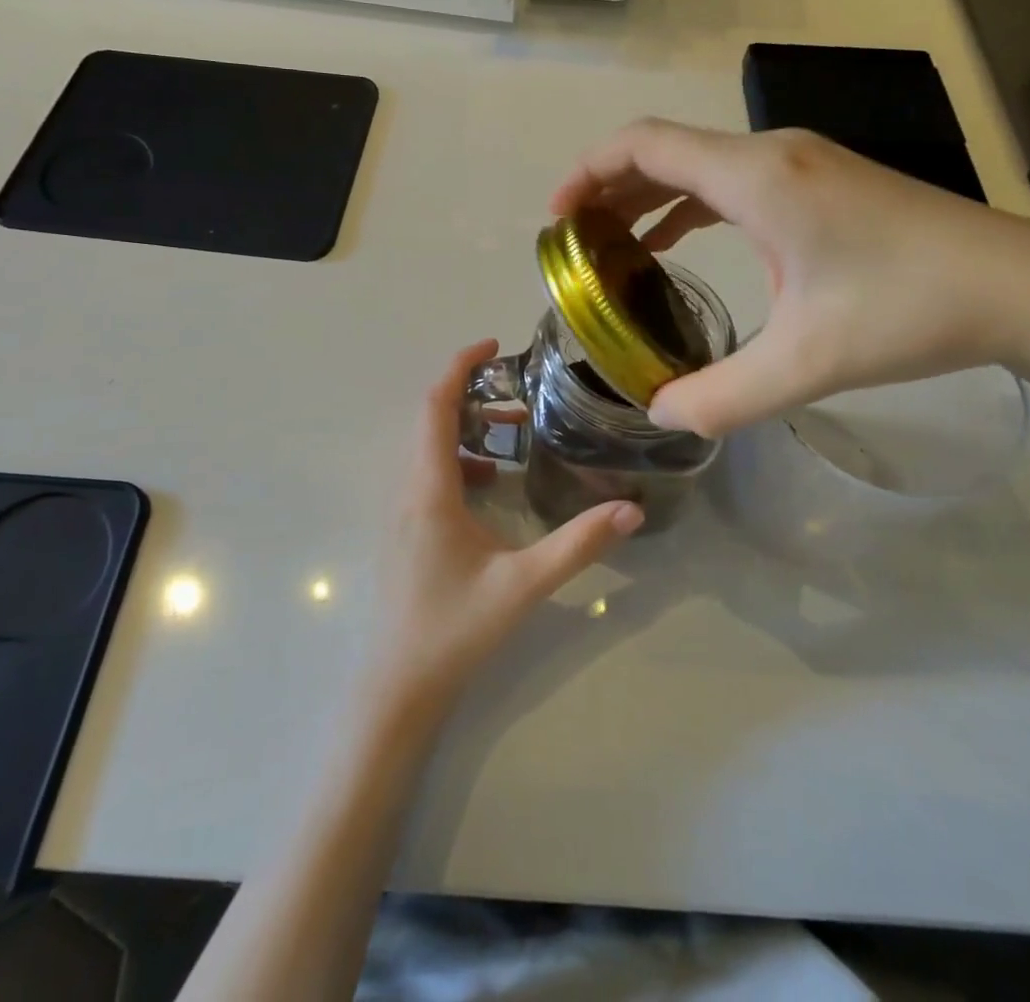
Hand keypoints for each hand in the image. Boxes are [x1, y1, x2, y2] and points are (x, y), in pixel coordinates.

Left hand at [367, 340, 644, 715]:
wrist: (399, 684)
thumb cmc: (455, 628)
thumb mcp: (524, 583)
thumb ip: (578, 544)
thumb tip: (630, 509)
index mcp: (429, 489)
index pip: (435, 407)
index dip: (459, 367)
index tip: (493, 346)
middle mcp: (408, 489)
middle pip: (430, 419)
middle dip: (470, 394)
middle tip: (518, 392)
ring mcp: (402, 510)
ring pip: (428, 446)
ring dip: (465, 428)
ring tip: (514, 432)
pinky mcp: (406, 528)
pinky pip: (427, 472)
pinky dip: (458, 459)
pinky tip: (491, 483)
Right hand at [553, 119, 1029, 435]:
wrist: (1020, 287)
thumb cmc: (910, 312)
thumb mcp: (806, 363)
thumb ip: (721, 394)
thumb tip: (658, 413)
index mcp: (757, 177)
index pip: (645, 145)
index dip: (588, 172)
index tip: (556, 218)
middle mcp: (771, 154)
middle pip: (663, 149)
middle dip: (607, 188)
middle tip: (574, 242)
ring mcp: (799, 163)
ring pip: (697, 164)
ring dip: (646, 196)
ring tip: (610, 245)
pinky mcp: (819, 181)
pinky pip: (730, 181)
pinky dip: (688, 205)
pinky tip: (675, 244)